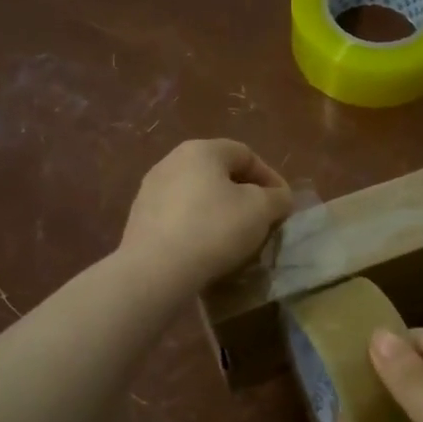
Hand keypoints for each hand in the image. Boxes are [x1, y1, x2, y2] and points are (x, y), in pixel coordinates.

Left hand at [119, 139, 293, 294]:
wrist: (155, 270)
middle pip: (219, 173)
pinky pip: (179, 217)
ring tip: (235, 239)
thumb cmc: (213, 229)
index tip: (283, 205)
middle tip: (262, 221)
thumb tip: (278, 198)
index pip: (246, 154)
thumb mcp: (261, 210)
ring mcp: (150, 190)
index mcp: (201, 150)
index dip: (270, 178)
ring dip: (220, 212)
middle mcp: (171, 162)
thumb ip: (277, 198)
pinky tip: (207, 250)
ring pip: (197, 196)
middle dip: (244, 195)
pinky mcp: (139, 220)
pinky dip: (197, 227)